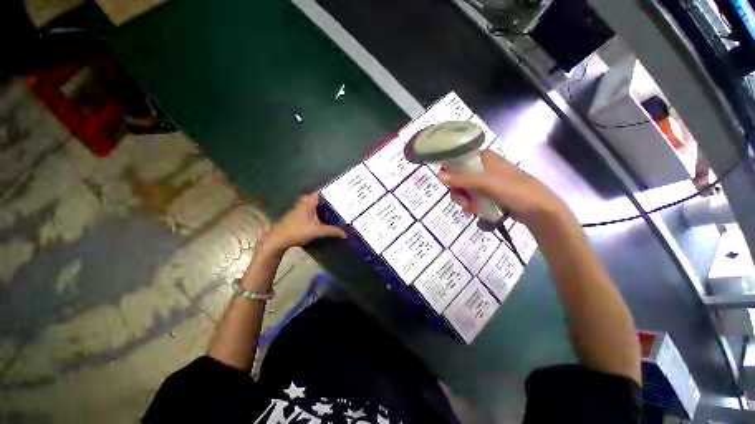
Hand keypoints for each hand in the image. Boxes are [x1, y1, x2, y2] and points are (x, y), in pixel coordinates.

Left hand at [261, 193, 345, 252]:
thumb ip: (332, 231)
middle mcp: (306, 201)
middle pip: (323, 199)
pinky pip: (315, 210)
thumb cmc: (298, 231)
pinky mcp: (300, 214)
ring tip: (341, 211)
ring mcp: (302, 207)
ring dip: (328, 208)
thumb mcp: (317, 231)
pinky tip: (329, 218)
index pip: (326, 192)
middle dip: (334, 202)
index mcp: (310, 200)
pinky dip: (322, 213)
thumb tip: (346, 233)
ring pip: (319, 205)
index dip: (336, 193)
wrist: (278, 239)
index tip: (346, 196)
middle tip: (346, 205)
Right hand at [439, 151, 568, 228]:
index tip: (449, 186)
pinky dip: (471, 203)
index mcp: (484, 157)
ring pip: (466, 188)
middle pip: (460, 176)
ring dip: (464, 199)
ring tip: (470, 209)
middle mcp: (484, 166)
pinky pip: (474, 196)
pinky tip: (474, 211)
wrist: (540, 209)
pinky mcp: (491, 192)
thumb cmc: (515, 191)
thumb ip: (461, 179)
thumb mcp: (486, 184)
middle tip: (462, 202)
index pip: (458, 160)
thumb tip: (438, 175)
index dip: (450, 172)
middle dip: (458, 191)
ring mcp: (488, 180)